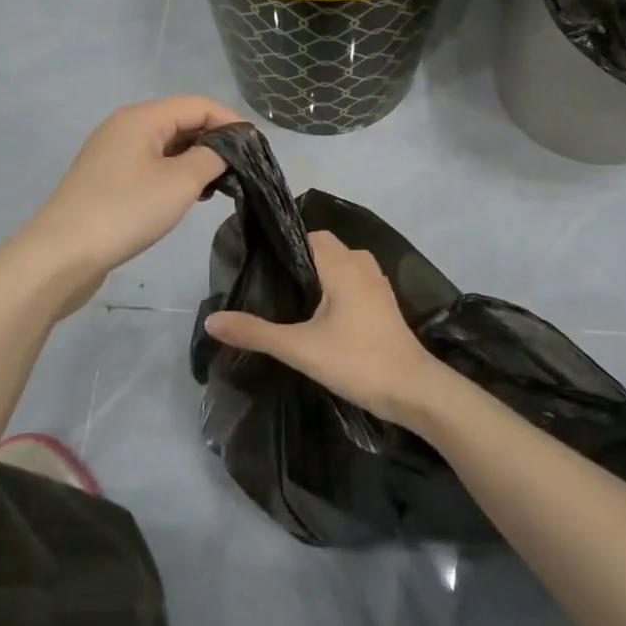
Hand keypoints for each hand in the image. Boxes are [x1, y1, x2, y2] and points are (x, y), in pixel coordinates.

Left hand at [22, 96, 239, 314]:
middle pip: (182, 121)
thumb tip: (227, 149)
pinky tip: (189, 197)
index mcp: (142, 117)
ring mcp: (112, 153)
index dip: (232, 122)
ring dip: (196, 160)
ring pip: (167, 145)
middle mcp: (125, 127)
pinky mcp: (107, 180)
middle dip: (215, 142)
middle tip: (243, 171)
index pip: (199, 105)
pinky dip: (175, 174)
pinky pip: (151, 165)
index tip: (258, 148)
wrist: (62, 255)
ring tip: (220, 187)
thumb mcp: (180, 183)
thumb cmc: (126, 211)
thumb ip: (212, 158)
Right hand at [202, 231, 449, 427]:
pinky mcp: (383, 303)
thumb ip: (256, 333)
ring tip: (285, 300)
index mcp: (343, 264)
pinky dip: (333, 290)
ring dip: (316, 277)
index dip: (281, 246)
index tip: (254, 263)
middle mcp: (361, 264)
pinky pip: (351, 282)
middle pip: (322, 249)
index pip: (306, 235)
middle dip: (296, 262)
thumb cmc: (358, 361)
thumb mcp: (300, 348)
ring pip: (339, 266)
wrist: (413, 390)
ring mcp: (376, 283)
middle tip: (265, 285)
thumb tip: (212, 320)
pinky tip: (315, 315)